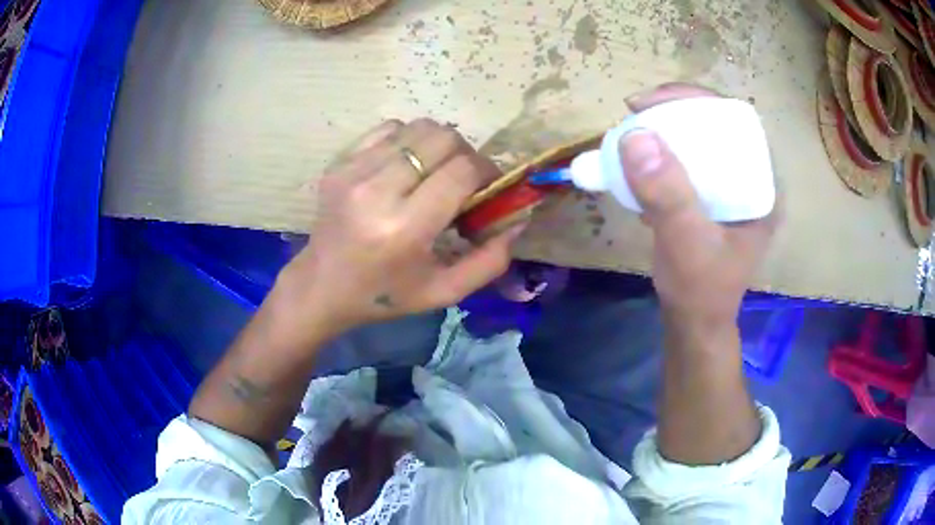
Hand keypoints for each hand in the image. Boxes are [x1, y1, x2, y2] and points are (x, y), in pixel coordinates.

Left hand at [274, 119, 523, 341]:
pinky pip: (390, 129)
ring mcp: (353, 171)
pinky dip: (409, 141)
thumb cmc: (385, 294)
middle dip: (466, 155)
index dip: (487, 173)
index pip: (462, 171)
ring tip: (435, 173)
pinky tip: (406, 167)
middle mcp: (376, 191)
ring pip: (418, 128)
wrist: (322, 285)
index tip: (488, 190)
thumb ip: (490, 260)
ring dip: (439, 146)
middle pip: (442, 138)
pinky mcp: (339, 162)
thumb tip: (518, 217)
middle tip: (464, 181)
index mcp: (404, 229)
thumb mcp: (444, 292)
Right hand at [621, 84, 778, 332]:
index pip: (736, 121)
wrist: (692, 323)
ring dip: (664, 131)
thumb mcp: (686, 244)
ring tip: (632, 132)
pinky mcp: (711, 197)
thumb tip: (635, 135)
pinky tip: (639, 163)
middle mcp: (751, 180)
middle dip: (674, 112)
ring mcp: (730, 189)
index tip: (652, 102)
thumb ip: (667, 195)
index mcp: (763, 186)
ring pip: (699, 141)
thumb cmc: (700, 290)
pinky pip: (687, 161)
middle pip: (715, 125)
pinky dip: (661, 154)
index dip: (696, 100)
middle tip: (637, 112)